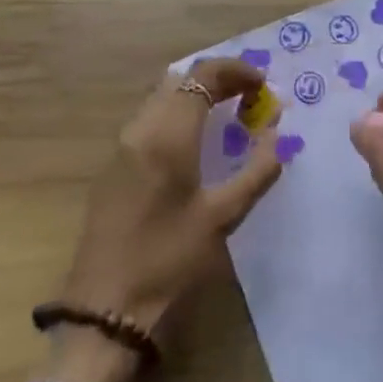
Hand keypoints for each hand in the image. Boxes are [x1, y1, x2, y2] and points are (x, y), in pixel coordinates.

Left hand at [48, 58, 284, 381]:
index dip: (237, 71)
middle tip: (250, 98)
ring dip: (197, 95)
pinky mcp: (113, 165)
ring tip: (229, 115)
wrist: (104, 311)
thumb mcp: (223, 217)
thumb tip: (278, 135)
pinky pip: (150, 117)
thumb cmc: (169, 261)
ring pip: (163, 96)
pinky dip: (178, 113)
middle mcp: (141, 128)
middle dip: (219, 79)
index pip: (203, 75)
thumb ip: (257, 170)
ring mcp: (122, 145)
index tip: (264, 86)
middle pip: (181, 79)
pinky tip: (196, 141)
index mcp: (168, 135)